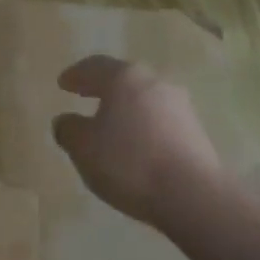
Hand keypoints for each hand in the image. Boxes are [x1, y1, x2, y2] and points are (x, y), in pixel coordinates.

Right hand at [51, 55, 223, 225]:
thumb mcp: (83, 148)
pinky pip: (159, 120)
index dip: (76, 74)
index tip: (63, 83)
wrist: (191, 193)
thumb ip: (68, 129)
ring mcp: (180, 106)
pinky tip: (134, 144)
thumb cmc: (128, 162)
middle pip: (124, 79)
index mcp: (124, 79)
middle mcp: (155, 83)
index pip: (95, 66)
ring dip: (125, 108)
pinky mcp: (195, 131)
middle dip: (103, 87)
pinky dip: (142, 125)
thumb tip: (66, 121)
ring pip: (144, 99)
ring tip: (109, 124)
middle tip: (85, 94)